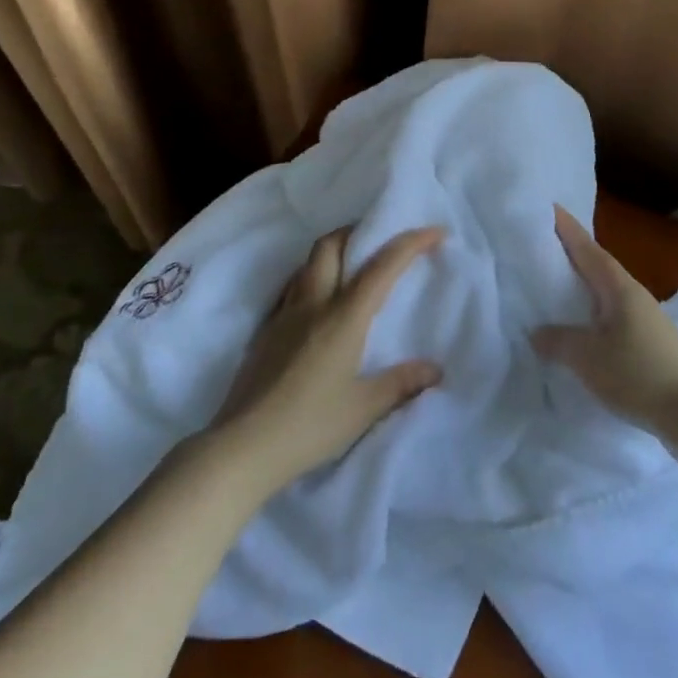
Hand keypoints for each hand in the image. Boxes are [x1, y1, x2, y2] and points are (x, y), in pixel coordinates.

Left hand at [210, 226, 444, 491]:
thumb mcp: (364, 408)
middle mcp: (312, 305)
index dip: (410, 243)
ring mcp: (283, 316)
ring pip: (306, 265)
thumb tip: (435, 370)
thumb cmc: (310, 425)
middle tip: (378, 240)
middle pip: (330, 246)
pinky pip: (290, 289)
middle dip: (357, 232)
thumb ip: (401, 383)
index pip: (381, 267)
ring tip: (351, 268)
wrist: (243, 446)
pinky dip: (310, 280)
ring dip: (331, 253)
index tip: (435, 232)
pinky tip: (317, 305)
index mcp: (343, 317)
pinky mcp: (265, 332)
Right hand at [531, 206, 677, 442]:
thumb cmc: (638, 374)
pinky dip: (591, 313)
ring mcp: (644, 320)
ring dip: (581, 286)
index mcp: (619, 288)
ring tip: (553, 284)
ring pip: (604, 293)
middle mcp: (633, 296)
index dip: (567, 229)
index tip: (549, 207)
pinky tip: (578, 326)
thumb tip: (537, 332)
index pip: (588, 250)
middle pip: (597, 267)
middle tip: (541, 243)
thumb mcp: (587, 357)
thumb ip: (558, 340)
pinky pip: (610, 317)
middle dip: (571, 254)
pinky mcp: (648, 344)